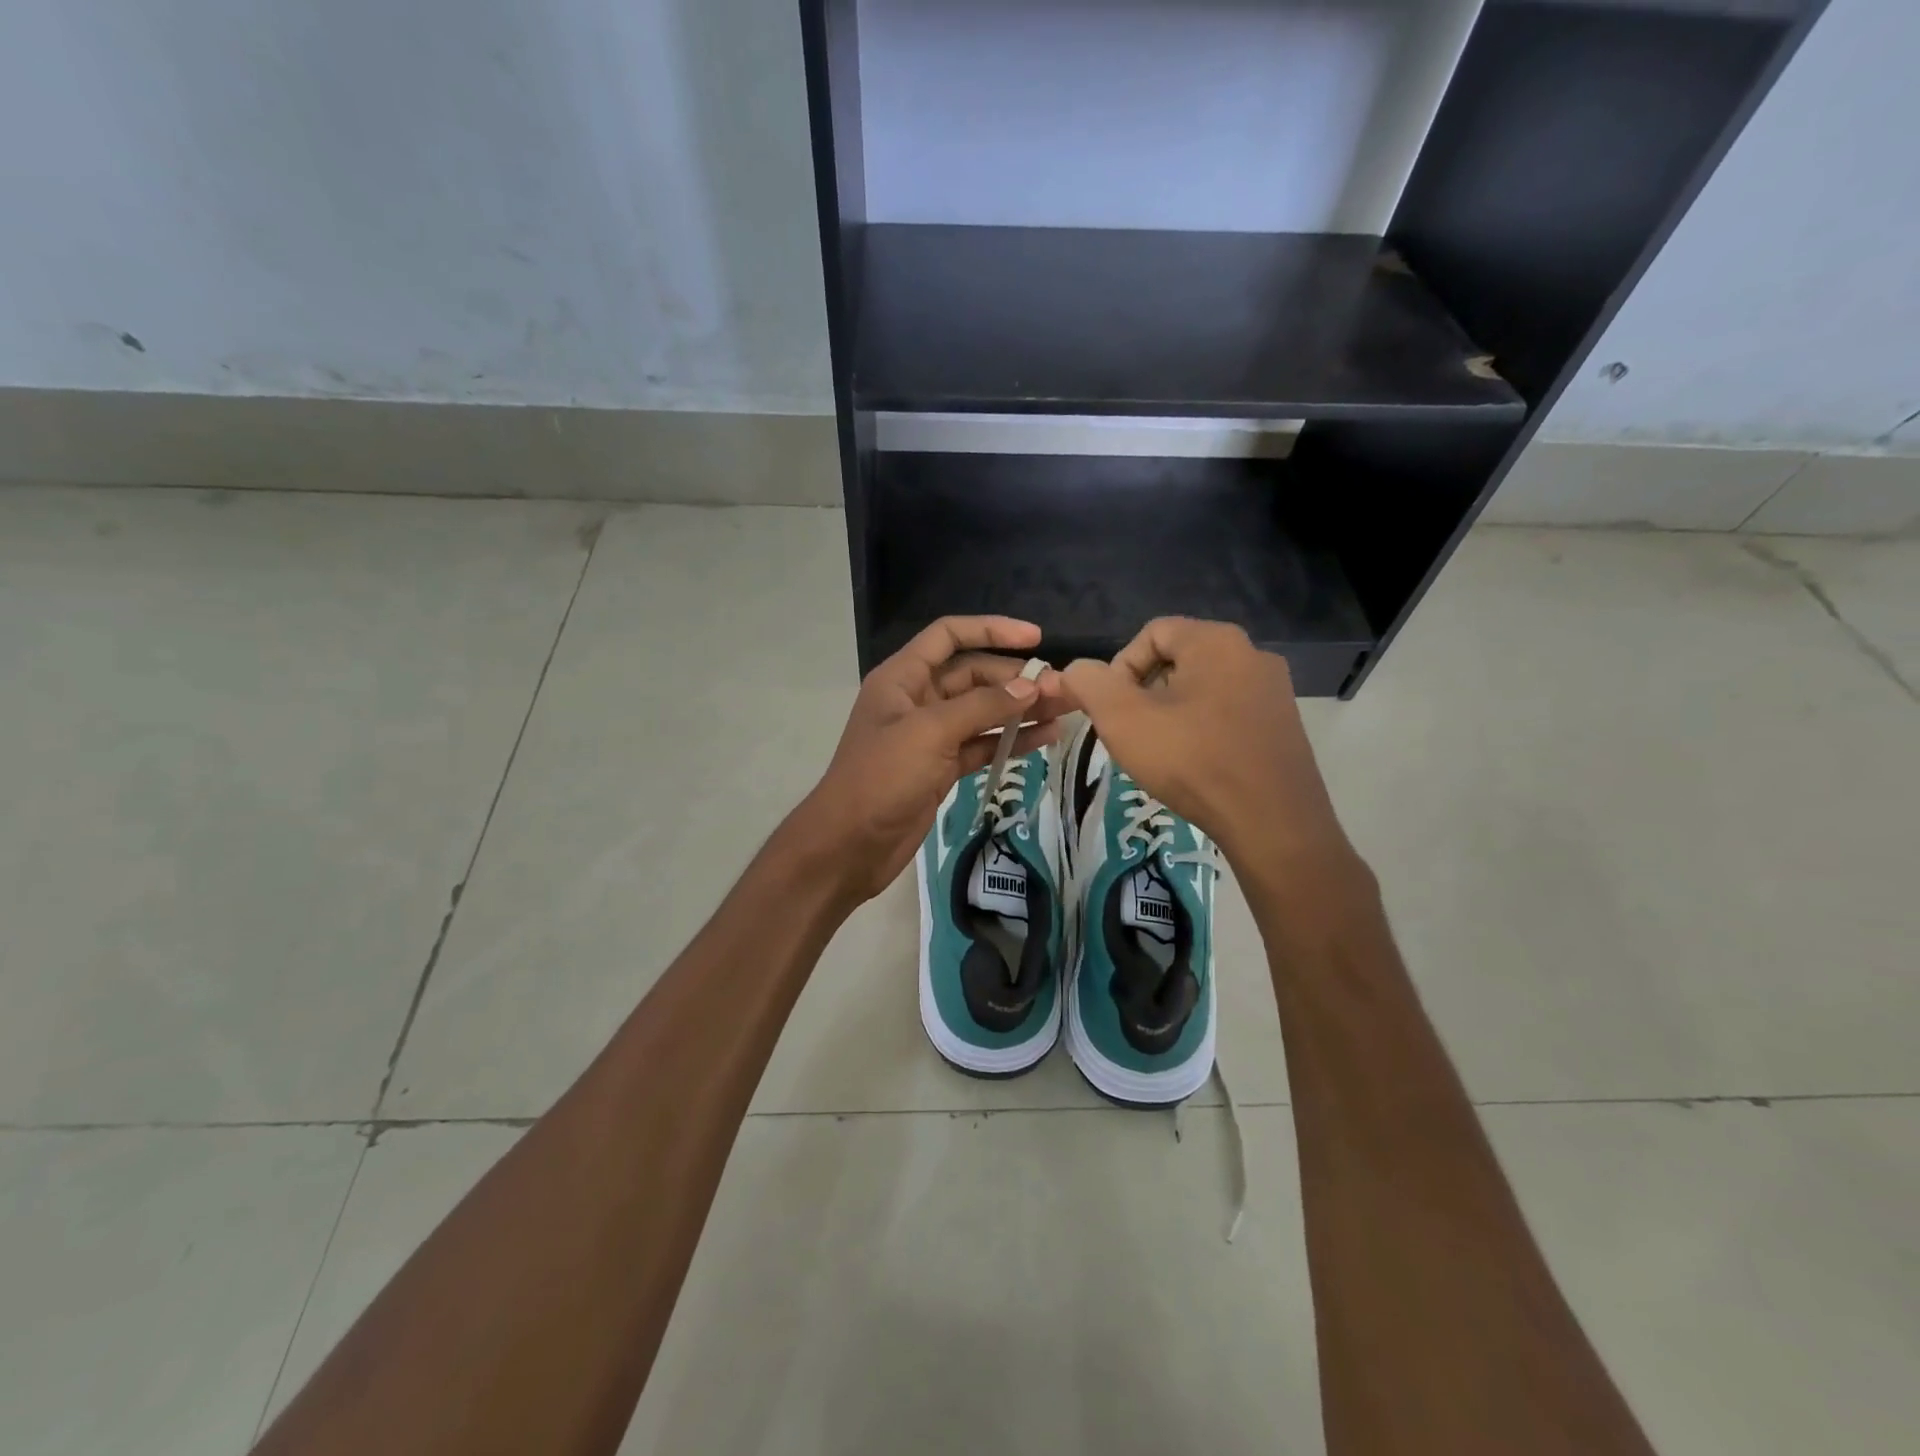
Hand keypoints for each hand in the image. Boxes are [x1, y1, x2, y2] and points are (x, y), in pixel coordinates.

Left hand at [793, 617, 1069, 903]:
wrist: (849, 846)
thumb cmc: (881, 778)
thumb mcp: (930, 733)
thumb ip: (982, 706)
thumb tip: (1030, 686)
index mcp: (903, 677)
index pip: (949, 636)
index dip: (991, 630)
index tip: (1036, 638)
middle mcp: (918, 699)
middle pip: (973, 676)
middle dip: (1016, 679)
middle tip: (1062, 689)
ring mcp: (931, 735)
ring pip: (983, 712)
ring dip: (1021, 710)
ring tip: (1065, 710)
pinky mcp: (942, 768)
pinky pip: (982, 744)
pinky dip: (1011, 741)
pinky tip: (1046, 738)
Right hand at [1062, 618, 1354, 872]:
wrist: (1271, 822)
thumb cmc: (1191, 760)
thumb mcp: (1122, 718)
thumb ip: (1089, 683)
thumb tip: (1076, 671)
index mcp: (1215, 640)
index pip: (1151, 633)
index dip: (1120, 668)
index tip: (1113, 711)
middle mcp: (1252, 653)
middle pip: (1178, 660)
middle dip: (1145, 693)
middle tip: (1132, 734)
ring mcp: (1274, 690)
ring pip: (1203, 689)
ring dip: (1172, 714)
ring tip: (1161, 753)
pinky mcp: (1284, 725)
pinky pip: (1229, 713)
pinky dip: (1203, 731)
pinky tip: (1195, 766)